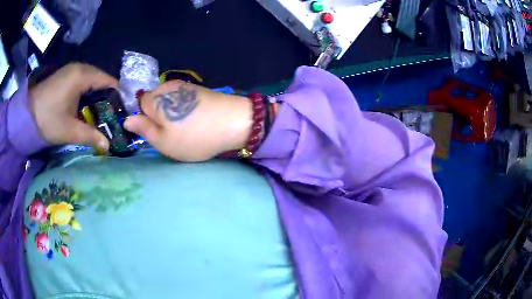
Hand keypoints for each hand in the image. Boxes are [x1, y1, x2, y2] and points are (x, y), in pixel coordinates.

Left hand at [29, 63, 117, 151]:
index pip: (109, 81)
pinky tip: (86, 108)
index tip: (121, 113)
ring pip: (92, 81)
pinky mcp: (65, 76)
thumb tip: (108, 146)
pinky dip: (87, 94)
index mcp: (82, 75)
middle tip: (111, 117)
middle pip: (101, 80)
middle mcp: (80, 68)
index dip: (117, 97)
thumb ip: (90, 136)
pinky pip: (83, 82)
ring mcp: (71, 71)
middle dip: (107, 98)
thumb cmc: (47, 119)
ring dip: (97, 97)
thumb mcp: (69, 130)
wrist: (25, 115)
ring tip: (100, 115)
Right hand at [124, 80, 252, 161]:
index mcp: (155, 98)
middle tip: (173, 133)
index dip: (146, 120)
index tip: (158, 132)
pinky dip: (185, 110)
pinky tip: (196, 120)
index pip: (139, 106)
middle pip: (154, 102)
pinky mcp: (198, 89)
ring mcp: (185, 85)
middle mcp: (167, 86)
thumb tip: (127, 120)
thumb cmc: (194, 136)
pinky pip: (182, 100)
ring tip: (187, 128)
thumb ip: (143, 129)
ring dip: (173, 114)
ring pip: (168, 101)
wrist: (233, 122)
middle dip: (159, 116)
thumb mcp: (163, 142)